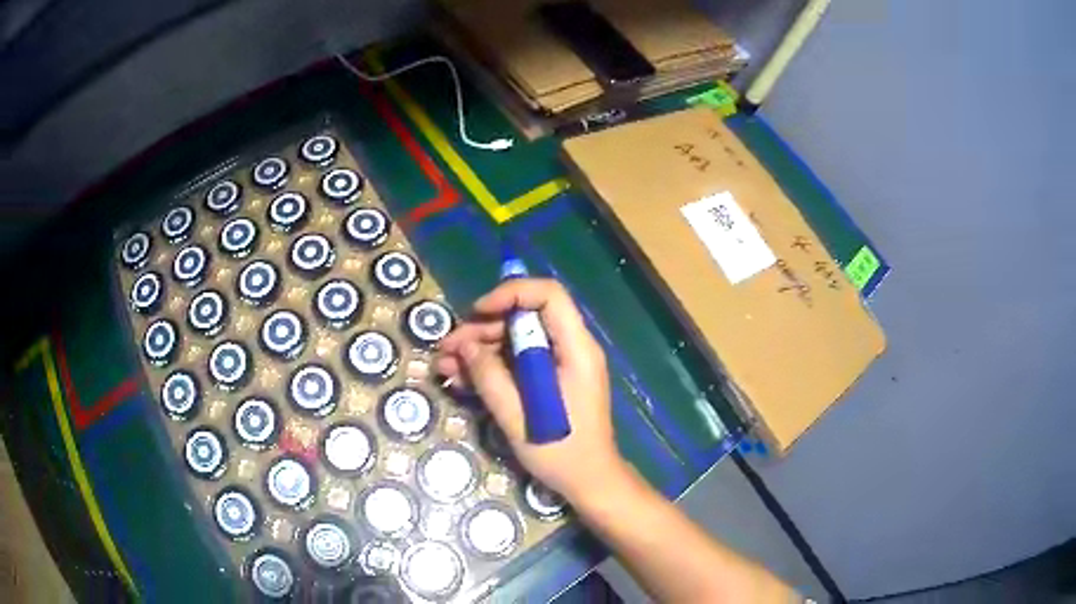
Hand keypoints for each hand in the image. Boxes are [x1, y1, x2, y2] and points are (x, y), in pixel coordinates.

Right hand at [435, 278, 625, 501]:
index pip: (549, 296)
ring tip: (445, 366)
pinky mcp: (553, 381)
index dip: (511, 294)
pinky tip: (461, 378)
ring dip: (480, 350)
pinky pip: (521, 362)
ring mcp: (563, 365)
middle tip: (447, 349)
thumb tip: (465, 346)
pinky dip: (492, 367)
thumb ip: (490, 377)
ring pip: (518, 340)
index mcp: (576, 349)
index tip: (477, 313)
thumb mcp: (518, 416)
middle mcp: (572, 349)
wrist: (589, 481)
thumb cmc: (560, 451)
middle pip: (526, 319)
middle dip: (483, 329)